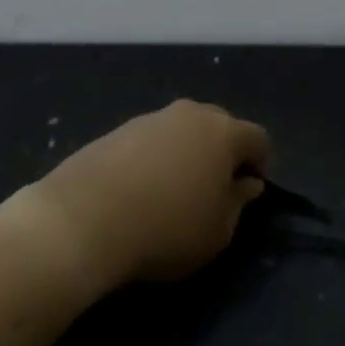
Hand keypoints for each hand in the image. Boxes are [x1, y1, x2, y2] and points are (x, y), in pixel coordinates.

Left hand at [20, 100, 269, 291]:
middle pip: (219, 126)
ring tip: (173, 191)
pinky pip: (150, 141)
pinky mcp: (116, 130)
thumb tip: (246, 183)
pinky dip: (154, 158)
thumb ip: (238, 202)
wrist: (83, 220)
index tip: (249, 191)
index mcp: (222, 132)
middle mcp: (189, 114)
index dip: (261, 163)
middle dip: (223, 152)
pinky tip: (140, 190)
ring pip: (182, 131)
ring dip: (187, 153)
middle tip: (214, 189)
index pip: (258, 138)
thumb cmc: (166, 229)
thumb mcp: (218, 231)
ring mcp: (150, 118)